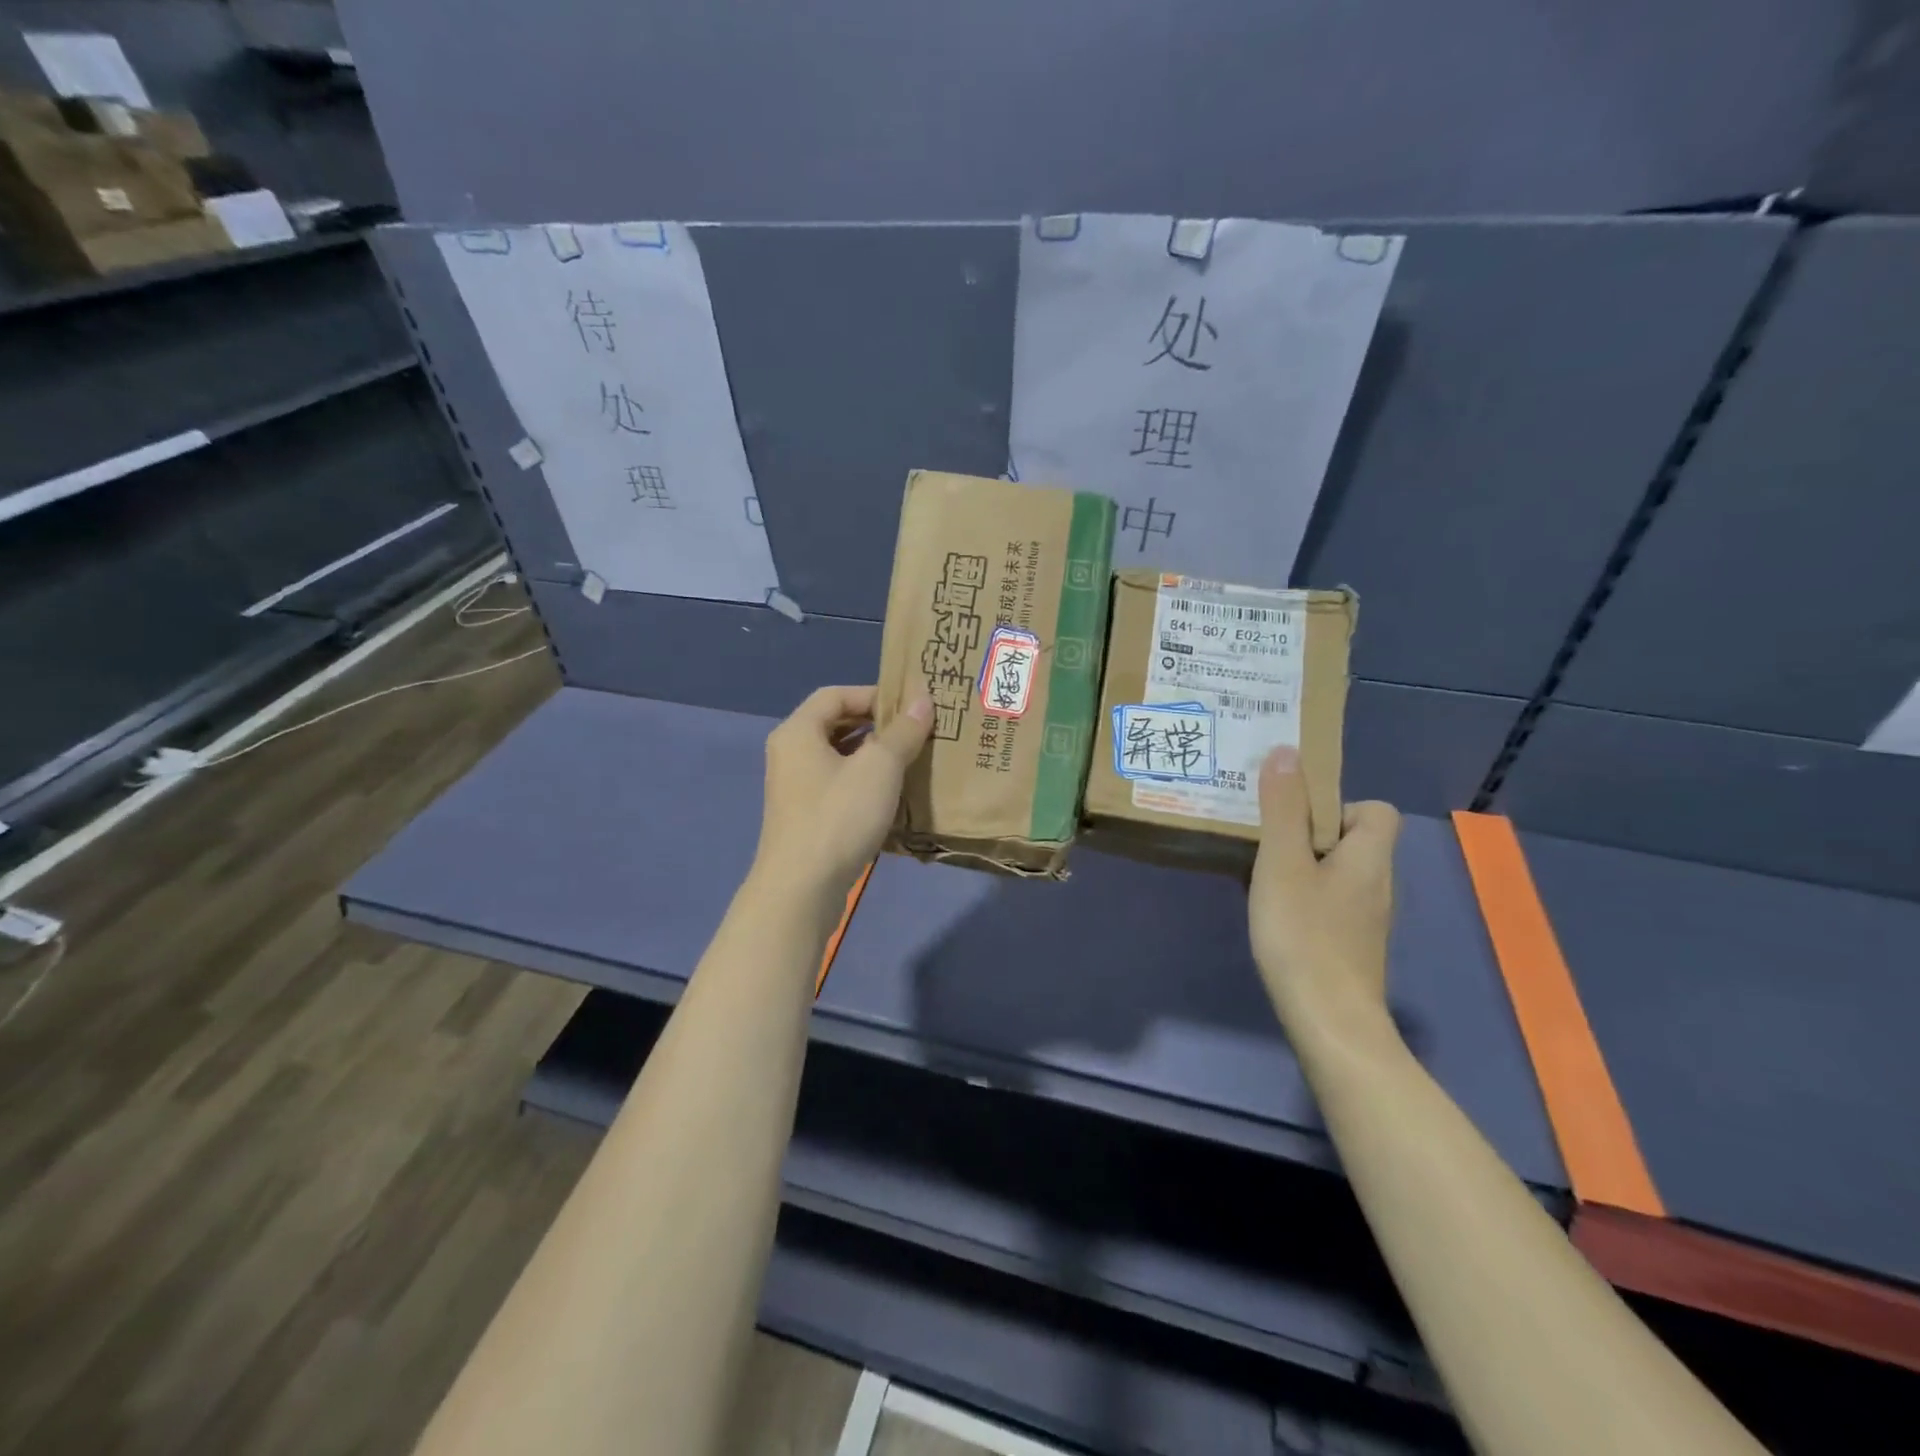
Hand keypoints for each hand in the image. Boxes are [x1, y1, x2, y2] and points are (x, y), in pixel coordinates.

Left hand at [752, 685, 932, 902]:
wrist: (802, 889)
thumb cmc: (839, 816)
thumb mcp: (879, 767)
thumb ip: (903, 731)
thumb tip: (924, 699)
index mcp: (798, 731)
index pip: (836, 694)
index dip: (873, 694)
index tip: (910, 706)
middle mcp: (790, 753)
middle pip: (835, 724)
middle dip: (876, 725)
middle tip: (916, 731)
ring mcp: (794, 788)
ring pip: (838, 757)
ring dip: (873, 756)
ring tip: (911, 761)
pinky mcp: (804, 817)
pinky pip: (837, 785)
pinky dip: (863, 783)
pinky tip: (892, 796)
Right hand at [1248, 745, 1401, 1040]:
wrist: (1328, 1022)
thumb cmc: (1305, 935)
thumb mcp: (1283, 864)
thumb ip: (1283, 809)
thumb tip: (1287, 751)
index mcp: (1370, 857)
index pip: (1375, 810)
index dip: (1338, 804)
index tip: (1296, 816)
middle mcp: (1376, 884)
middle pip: (1351, 839)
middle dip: (1307, 832)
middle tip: (1263, 838)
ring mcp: (1365, 919)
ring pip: (1335, 872)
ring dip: (1300, 865)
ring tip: (1258, 871)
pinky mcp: (1349, 945)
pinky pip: (1327, 901)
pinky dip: (1301, 897)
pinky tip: (1271, 912)